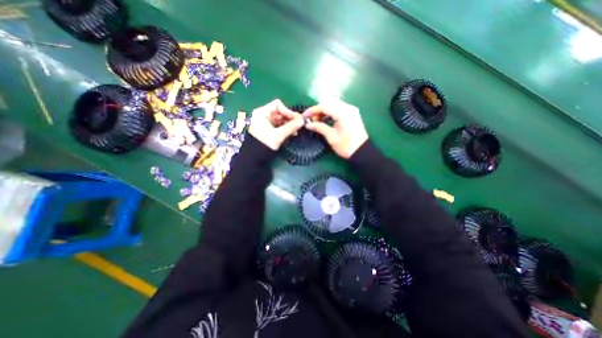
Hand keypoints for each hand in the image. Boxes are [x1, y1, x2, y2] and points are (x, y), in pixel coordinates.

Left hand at [249, 99, 305, 150]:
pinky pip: (278, 125)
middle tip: (299, 125)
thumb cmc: (264, 144)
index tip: (296, 119)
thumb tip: (302, 121)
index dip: (288, 111)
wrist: (254, 157)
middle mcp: (263, 115)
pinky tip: (292, 133)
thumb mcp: (278, 135)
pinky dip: (285, 128)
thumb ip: (291, 127)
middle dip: (290, 119)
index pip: (278, 105)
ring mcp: (265, 122)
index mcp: (262, 112)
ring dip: (289, 124)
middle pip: (280, 112)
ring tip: (296, 131)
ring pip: (280, 120)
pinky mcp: (267, 129)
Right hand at [307, 95, 366, 156]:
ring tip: (316, 121)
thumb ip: (319, 127)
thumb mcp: (331, 137)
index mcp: (343, 113)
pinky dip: (330, 113)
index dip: (313, 110)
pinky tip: (325, 119)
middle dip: (318, 110)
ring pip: (333, 105)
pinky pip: (338, 109)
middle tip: (311, 120)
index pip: (324, 106)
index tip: (304, 116)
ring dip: (323, 111)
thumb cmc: (346, 146)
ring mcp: (351, 110)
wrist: (362, 152)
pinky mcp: (352, 114)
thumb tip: (308, 124)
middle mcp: (348, 108)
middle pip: (329, 103)